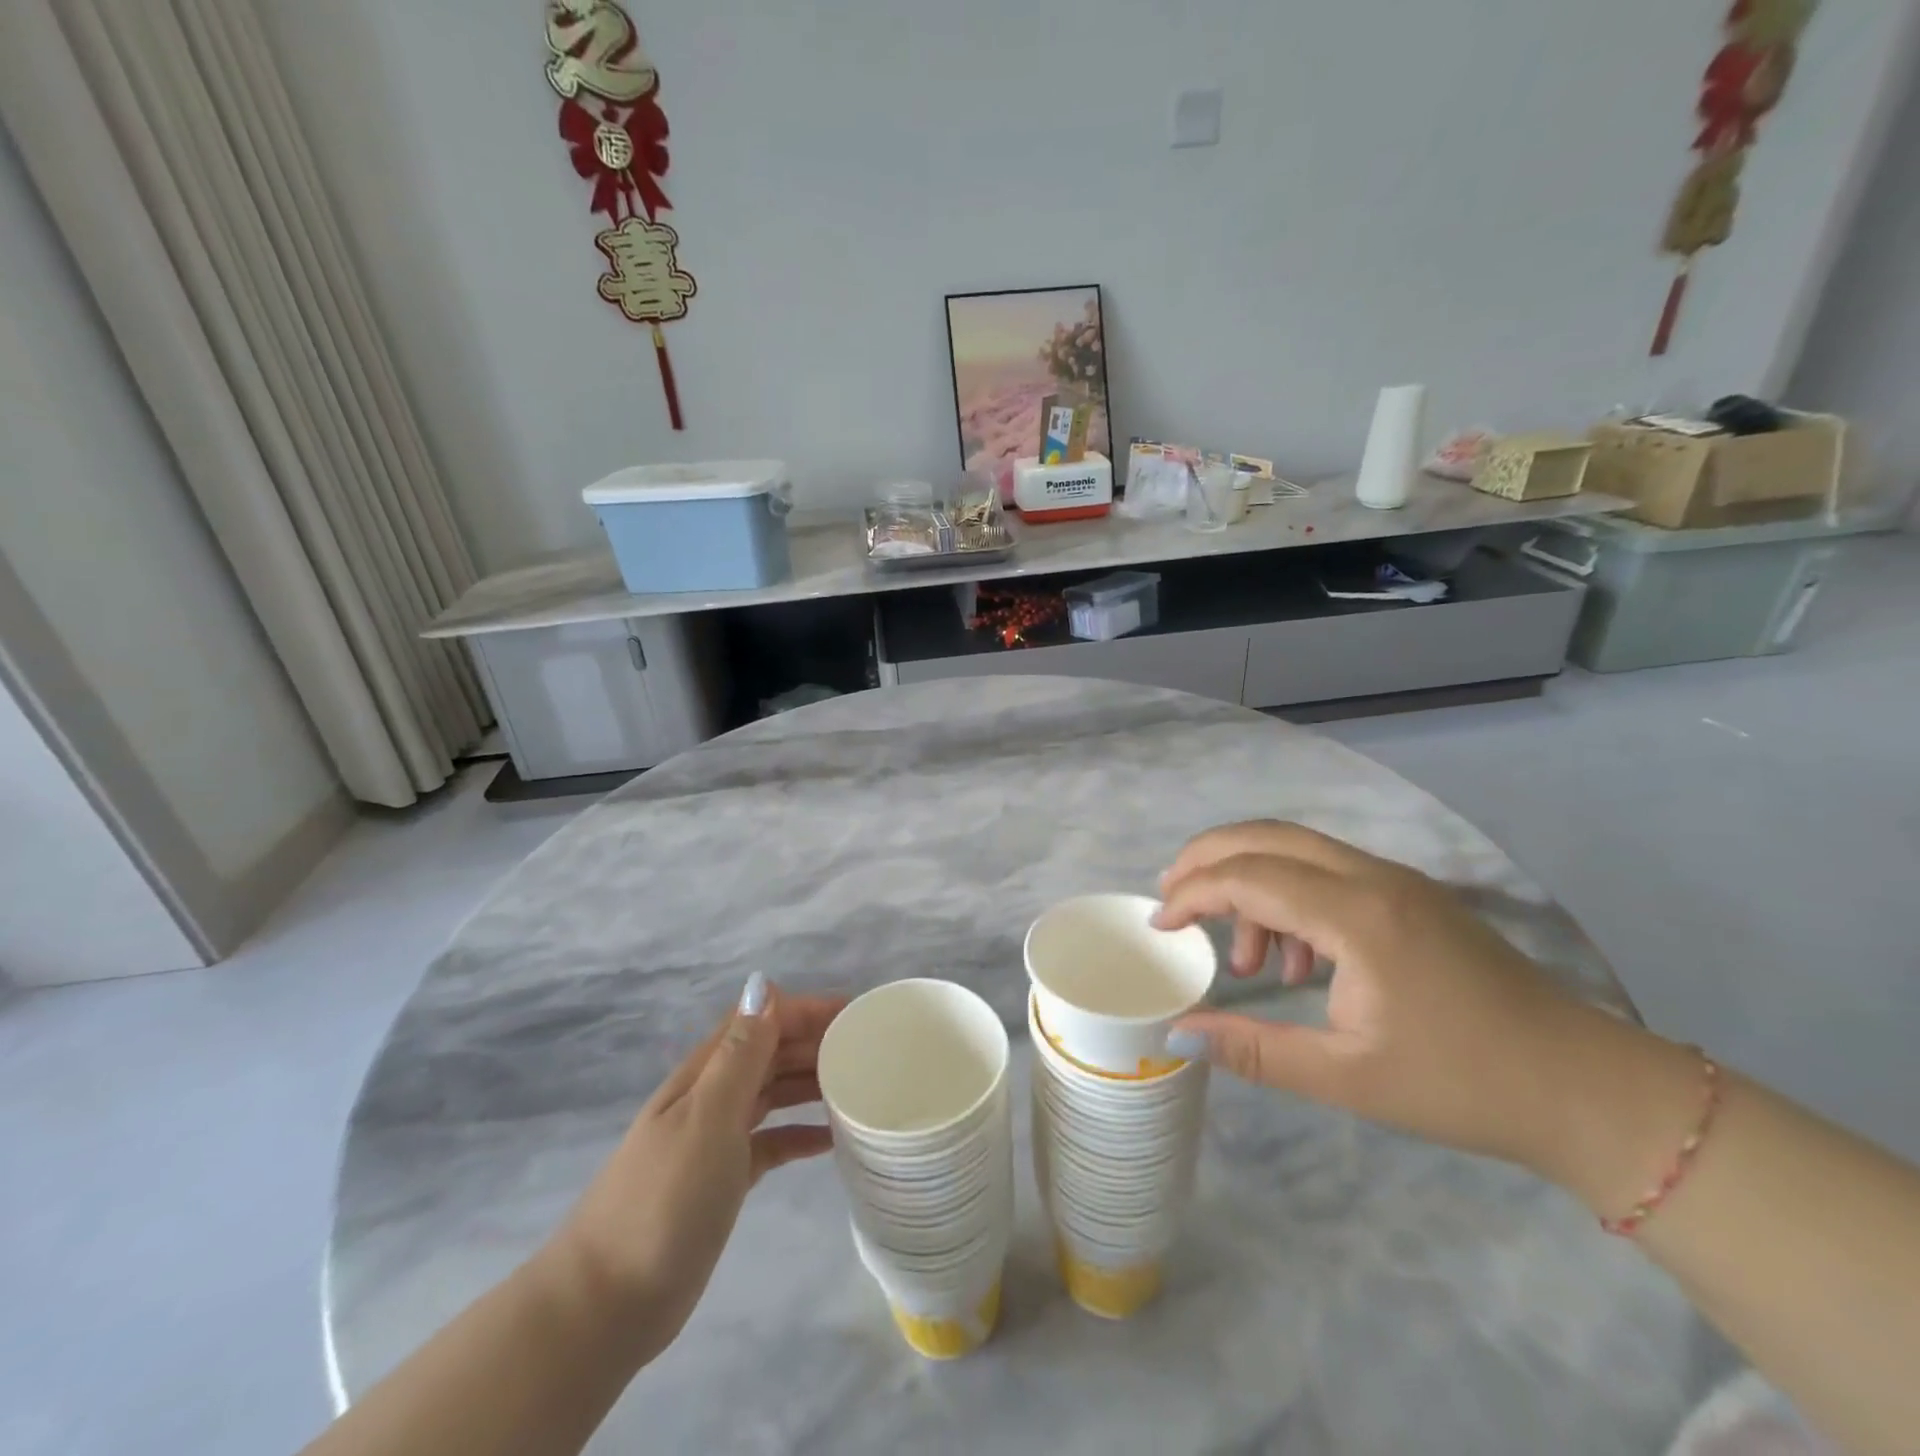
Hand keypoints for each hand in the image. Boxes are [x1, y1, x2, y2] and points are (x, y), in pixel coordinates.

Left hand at [543, 976, 841, 1364]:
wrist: (607, 1304)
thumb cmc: (663, 1200)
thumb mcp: (707, 1118)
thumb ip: (740, 1053)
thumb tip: (763, 983)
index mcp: (707, 1073)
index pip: (762, 1019)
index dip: (806, 1009)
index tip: (855, 1013)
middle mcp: (713, 1096)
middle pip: (771, 1052)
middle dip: (816, 1041)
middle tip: (869, 1050)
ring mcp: (717, 1138)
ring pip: (773, 1092)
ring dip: (811, 1082)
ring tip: (858, 1086)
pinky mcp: (724, 1179)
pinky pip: (772, 1141)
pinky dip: (800, 1134)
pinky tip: (831, 1141)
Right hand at [1156, 821, 1647, 1175]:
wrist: (1587, 1089)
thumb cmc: (1463, 1085)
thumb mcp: (1346, 1077)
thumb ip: (1253, 1049)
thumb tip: (1175, 1035)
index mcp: (1357, 915)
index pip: (1249, 875)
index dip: (1193, 892)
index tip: (1160, 925)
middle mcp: (1373, 878)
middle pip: (1267, 836)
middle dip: (1208, 858)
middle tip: (1171, 898)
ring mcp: (1397, 881)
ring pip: (1296, 849)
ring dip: (1251, 883)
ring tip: (1246, 960)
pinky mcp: (1410, 896)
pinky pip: (1328, 872)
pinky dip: (1290, 897)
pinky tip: (1297, 962)